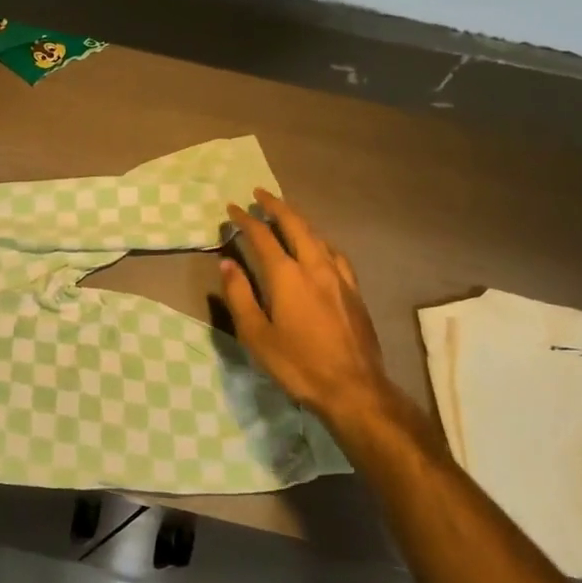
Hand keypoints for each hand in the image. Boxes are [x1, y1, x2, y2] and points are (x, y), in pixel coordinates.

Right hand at [220, 190, 440, 461]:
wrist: (354, 388)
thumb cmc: (298, 364)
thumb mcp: (256, 335)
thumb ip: (240, 296)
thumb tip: (227, 264)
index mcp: (287, 276)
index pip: (262, 237)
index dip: (245, 220)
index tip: (233, 208)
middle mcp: (315, 267)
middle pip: (296, 225)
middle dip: (276, 206)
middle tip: (261, 194)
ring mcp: (339, 277)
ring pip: (318, 236)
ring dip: (299, 221)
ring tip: (286, 215)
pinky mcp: (354, 291)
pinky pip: (335, 253)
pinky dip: (320, 241)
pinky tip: (320, 248)